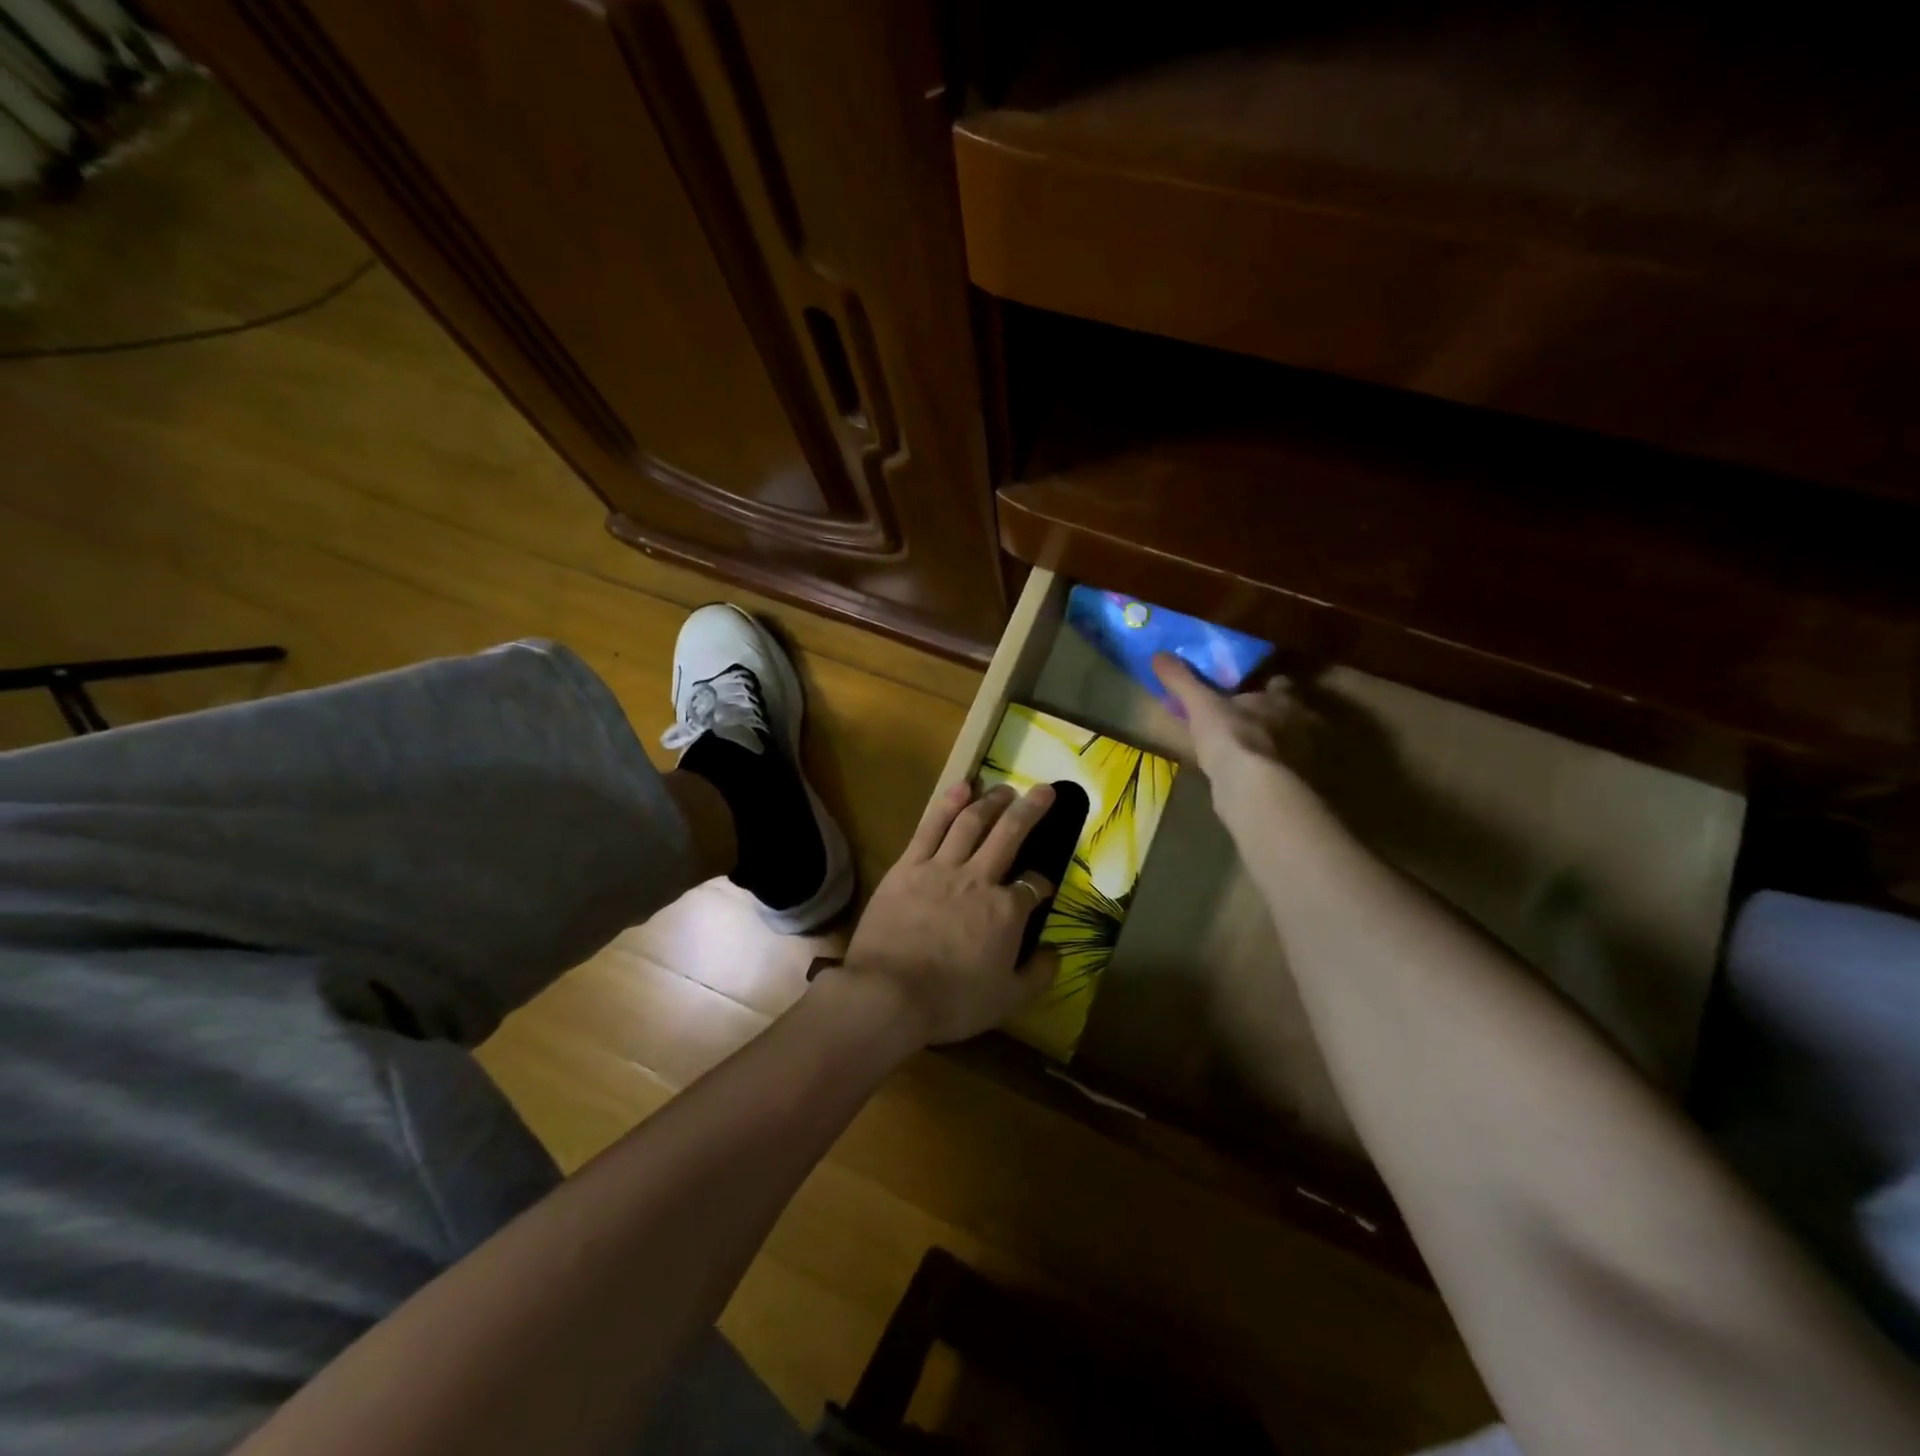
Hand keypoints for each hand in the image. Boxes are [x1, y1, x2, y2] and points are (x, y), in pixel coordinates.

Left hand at [830, 782, 1061, 1046]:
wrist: (888, 994)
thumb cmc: (951, 1002)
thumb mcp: (1007, 1000)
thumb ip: (1038, 975)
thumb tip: (1056, 953)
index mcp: (1006, 911)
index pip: (1033, 886)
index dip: (1041, 884)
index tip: (1042, 888)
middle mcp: (979, 879)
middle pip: (1010, 834)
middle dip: (1031, 811)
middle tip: (1045, 790)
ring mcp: (941, 868)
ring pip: (971, 823)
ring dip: (991, 802)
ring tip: (1005, 790)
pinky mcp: (908, 866)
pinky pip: (930, 827)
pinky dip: (948, 803)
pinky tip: (961, 787)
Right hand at [1152, 654, 1320, 829]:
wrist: (1252, 789)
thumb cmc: (1232, 736)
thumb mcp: (1201, 705)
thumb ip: (1183, 681)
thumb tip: (1158, 654)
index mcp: (1281, 699)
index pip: (1280, 684)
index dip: (1266, 685)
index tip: (1248, 688)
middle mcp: (1299, 725)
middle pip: (1285, 714)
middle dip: (1268, 716)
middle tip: (1241, 720)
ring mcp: (1299, 759)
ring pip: (1283, 744)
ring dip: (1267, 745)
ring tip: (1240, 750)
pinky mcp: (1291, 786)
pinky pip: (1276, 772)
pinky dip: (1263, 771)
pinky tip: (1244, 776)